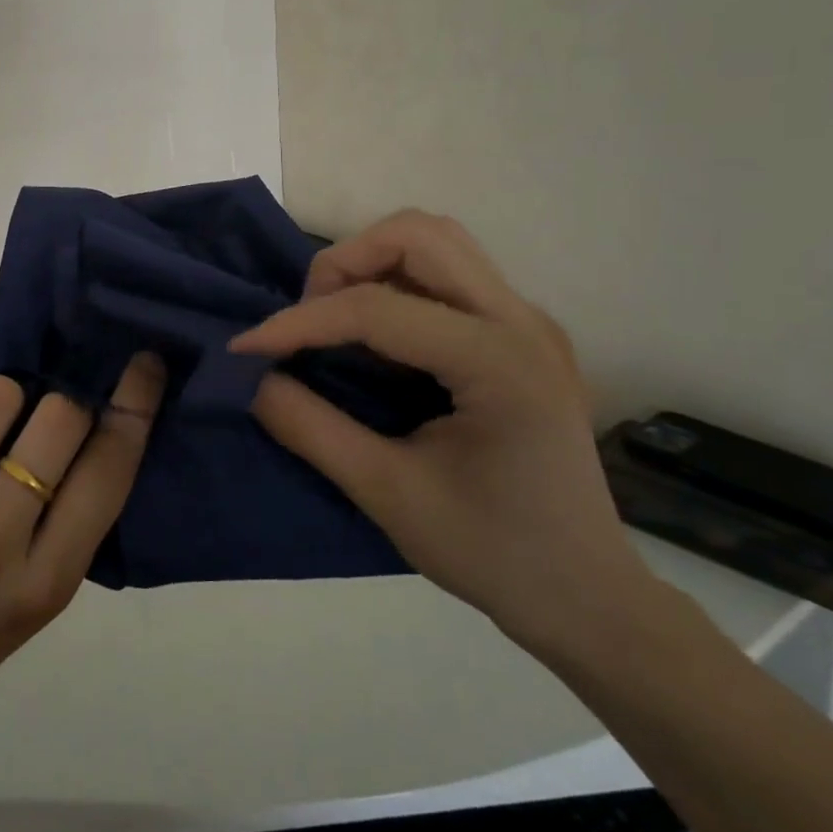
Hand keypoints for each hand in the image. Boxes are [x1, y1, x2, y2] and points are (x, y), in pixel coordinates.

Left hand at [0, 355, 165, 741]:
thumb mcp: (46, 593)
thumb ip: (77, 514)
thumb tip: (100, 413)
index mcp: (45, 581)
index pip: (108, 470)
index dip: (134, 406)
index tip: (144, 365)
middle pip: (58, 419)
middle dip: (65, 404)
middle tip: (48, 420)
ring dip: (4, 403)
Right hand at [231, 211, 652, 653]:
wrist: (587, 596)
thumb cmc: (494, 554)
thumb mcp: (389, 496)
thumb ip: (312, 429)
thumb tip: (254, 379)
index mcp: (500, 361)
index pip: (378, 308)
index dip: (300, 322)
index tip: (245, 349)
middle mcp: (521, 320)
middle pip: (419, 235)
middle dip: (344, 263)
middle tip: (308, 318)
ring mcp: (527, 320)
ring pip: (436, 241)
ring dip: (372, 262)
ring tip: (336, 318)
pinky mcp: (521, 331)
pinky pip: (448, 272)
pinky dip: (397, 281)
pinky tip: (376, 334)